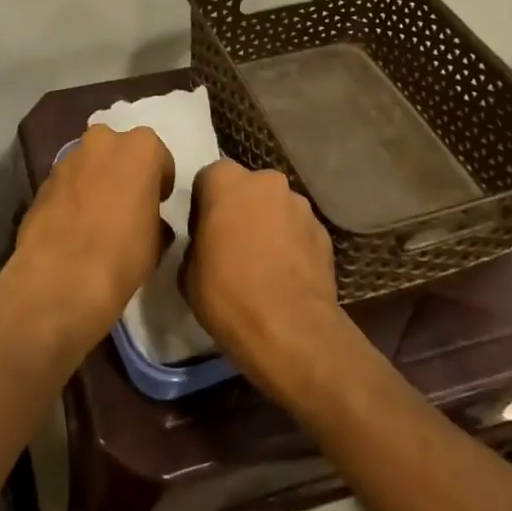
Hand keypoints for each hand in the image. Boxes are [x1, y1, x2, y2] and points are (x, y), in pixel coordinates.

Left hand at [11, 124, 173, 348]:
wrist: (62, 274)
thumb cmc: (124, 251)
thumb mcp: (158, 240)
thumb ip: (155, 217)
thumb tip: (149, 221)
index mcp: (140, 147)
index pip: (159, 158)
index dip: (159, 182)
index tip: (158, 204)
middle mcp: (103, 141)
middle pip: (119, 151)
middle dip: (123, 171)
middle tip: (127, 205)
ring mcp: (68, 157)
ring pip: (89, 164)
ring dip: (95, 182)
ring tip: (97, 218)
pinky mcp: (42, 179)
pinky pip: (67, 183)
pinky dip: (72, 196)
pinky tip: (74, 226)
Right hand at [182, 160, 353, 400]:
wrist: (290, 330)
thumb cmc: (227, 293)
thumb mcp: (187, 271)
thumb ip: (196, 244)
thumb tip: (207, 247)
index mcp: (225, 181)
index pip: (208, 180)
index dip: (204, 207)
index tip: (203, 236)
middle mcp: (266, 182)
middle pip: (247, 189)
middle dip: (240, 210)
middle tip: (233, 247)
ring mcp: (300, 205)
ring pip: (276, 209)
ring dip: (268, 226)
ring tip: (264, 266)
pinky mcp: (324, 233)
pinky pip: (299, 232)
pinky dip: (292, 246)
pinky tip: (286, 277)